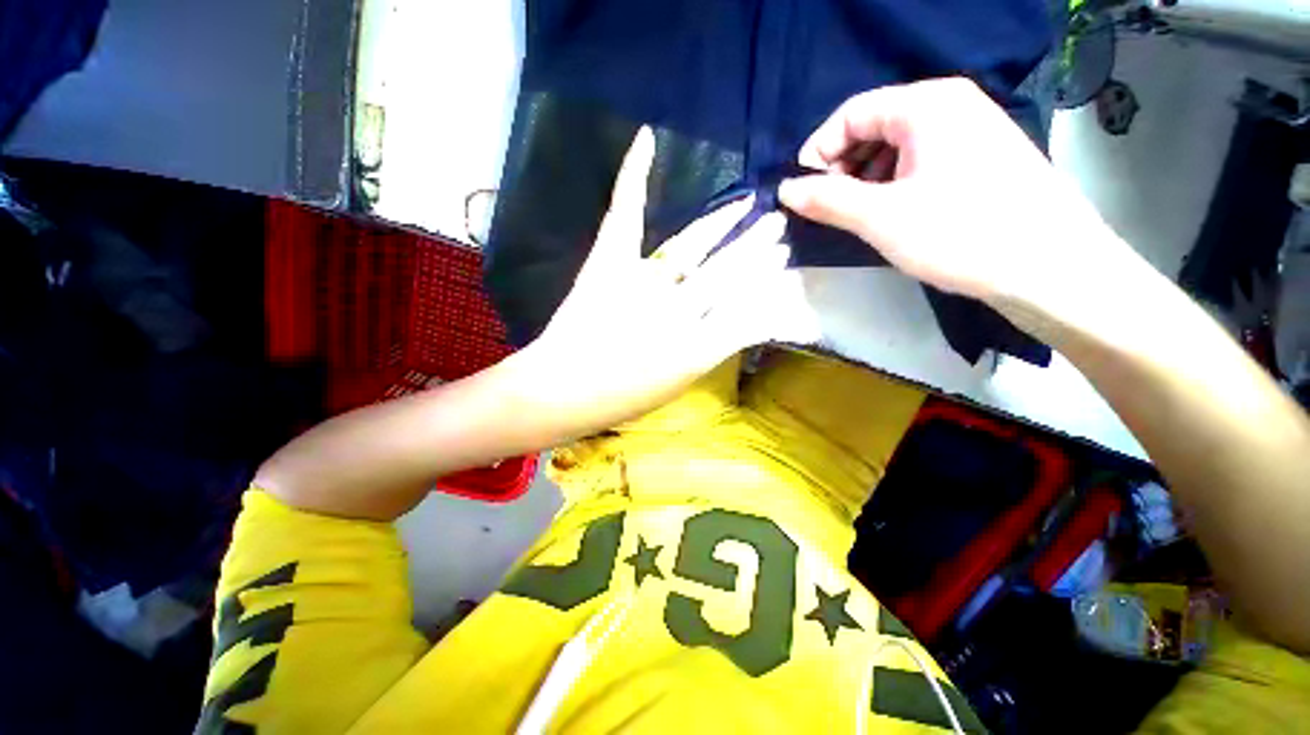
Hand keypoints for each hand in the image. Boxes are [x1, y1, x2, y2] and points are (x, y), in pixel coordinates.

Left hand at [511, 127, 816, 435]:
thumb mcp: (677, 385)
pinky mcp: (609, 261)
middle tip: (778, 224)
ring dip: (726, 223)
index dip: (765, 278)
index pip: (745, 304)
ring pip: (696, 245)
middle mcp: (679, 308)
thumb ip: (710, 353)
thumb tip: (737, 323)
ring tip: (750, 203)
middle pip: (728, 271)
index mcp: (698, 345)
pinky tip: (647, 138)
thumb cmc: (619, 398)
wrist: (561, 391)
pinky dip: (635, 175)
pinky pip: (626, 212)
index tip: (783, 259)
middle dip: (756, 247)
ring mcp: (643, 280)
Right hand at [778, 78, 1134, 321]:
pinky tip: (891, 213)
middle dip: (841, 167)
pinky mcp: (979, 158)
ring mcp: (970, 130)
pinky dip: (892, 184)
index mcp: (926, 105)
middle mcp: (950, 105)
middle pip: (873, 126)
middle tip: (828, 208)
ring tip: (858, 216)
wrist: (1050, 267)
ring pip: (895, 146)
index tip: (802, 193)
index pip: (850, 113)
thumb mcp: (881, 217)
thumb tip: (786, 190)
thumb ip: (826, 199)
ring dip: (865, 179)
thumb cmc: (961, 233)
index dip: (818, 152)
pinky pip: (919, 160)